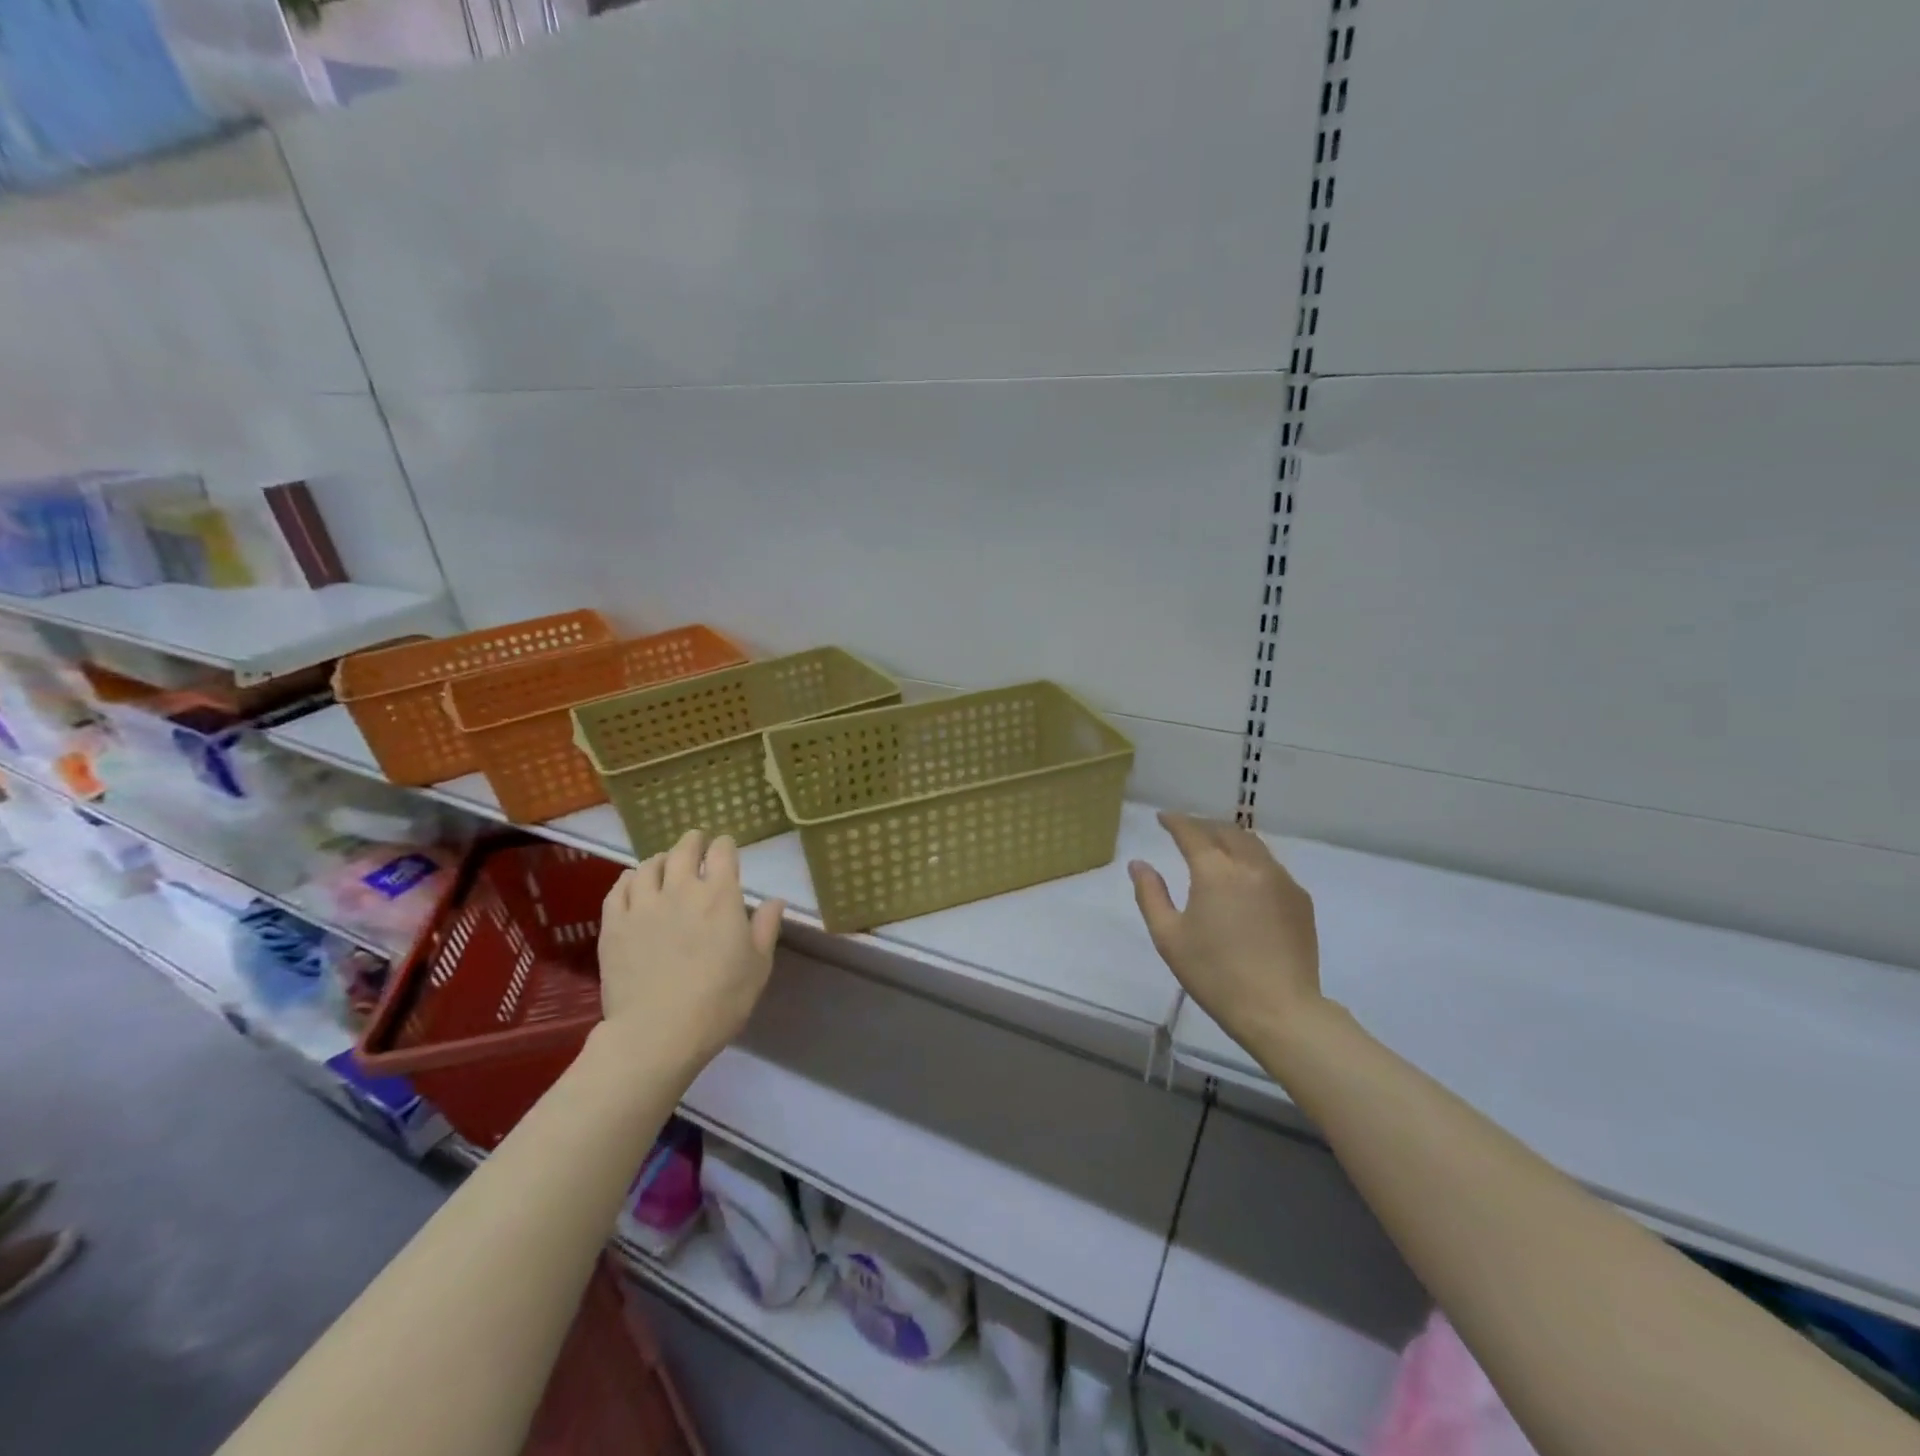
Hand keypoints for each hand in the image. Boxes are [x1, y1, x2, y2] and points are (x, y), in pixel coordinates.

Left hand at [597, 829, 785, 1071]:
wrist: (658, 1033)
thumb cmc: (720, 1000)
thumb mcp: (758, 966)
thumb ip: (766, 927)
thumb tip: (775, 900)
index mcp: (720, 895)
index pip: (722, 852)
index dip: (725, 845)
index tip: (726, 848)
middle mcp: (681, 889)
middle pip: (684, 849)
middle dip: (693, 841)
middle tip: (696, 842)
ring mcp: (643, 905)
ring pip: (649, 865)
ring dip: (661, 859)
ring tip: (664, 864)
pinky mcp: (614, 925)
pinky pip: (618, 888)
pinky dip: (629, 879)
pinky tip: (633, 884)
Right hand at [1129, 812, 1326, 1057]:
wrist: (1280, 1010)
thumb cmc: (1215, 974)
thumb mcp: (1169, 937)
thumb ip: (1150, 894)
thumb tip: (1139, 864)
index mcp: (1216, 872)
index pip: (1192, 832)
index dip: (1175, 821)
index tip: (1163, 818)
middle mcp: (1251, 866)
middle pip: (1227, 831)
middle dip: (1204, 825)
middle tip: (1187, 830)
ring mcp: (1281, 880)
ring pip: (1253, 845)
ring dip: (1230, 839)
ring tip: (1215, 848)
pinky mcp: (1300, 899)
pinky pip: (1271, 866)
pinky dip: (1251, 860)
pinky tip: (1244, 879)